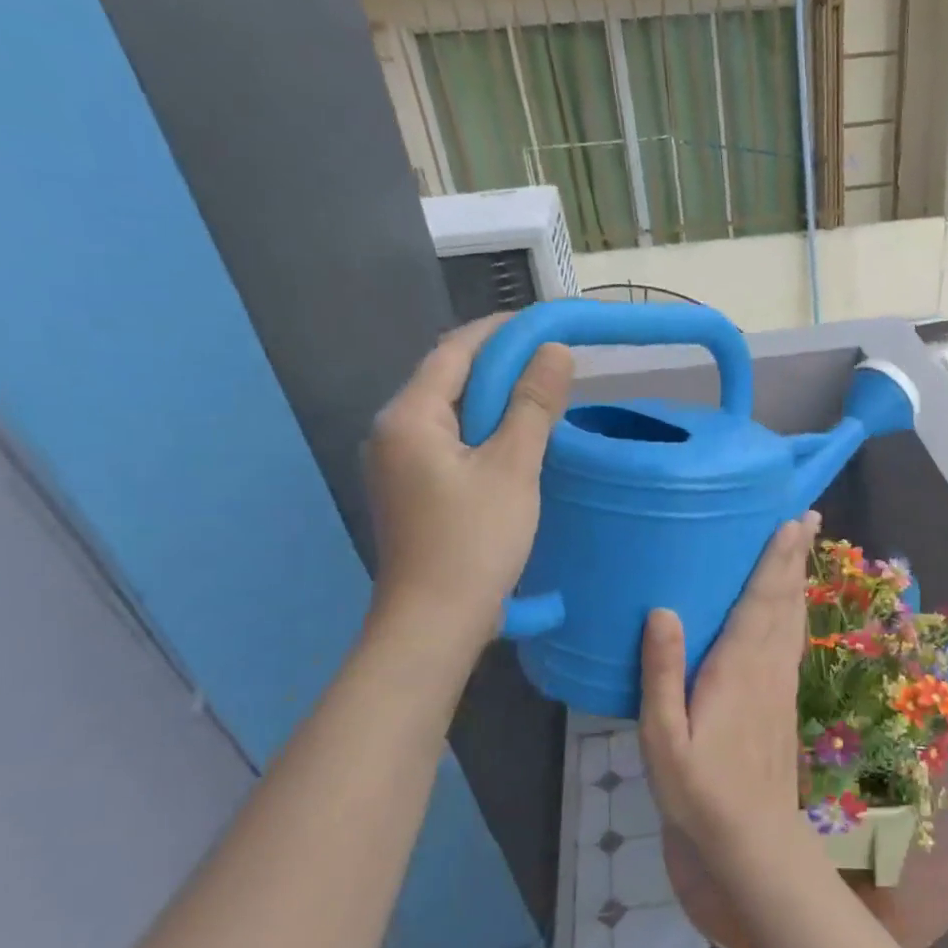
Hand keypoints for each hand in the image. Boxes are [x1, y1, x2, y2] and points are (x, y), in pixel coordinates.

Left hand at [364, 314, 572, 643]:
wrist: (434, 622)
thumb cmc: (474, 542)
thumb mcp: (513, 468)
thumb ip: (533, 406)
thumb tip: (554, 352)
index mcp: (409, 417)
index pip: (456, 352)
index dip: (501, 332)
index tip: (545, 324)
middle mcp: (392, 431)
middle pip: (449, 379)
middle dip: (500, 364)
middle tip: (552, 362)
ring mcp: (397, 464)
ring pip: (451, 413)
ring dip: (495, 399)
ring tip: (541, 398)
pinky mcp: (411, 491)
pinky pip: (449, 442)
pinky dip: (484, 431)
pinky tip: (515, 442)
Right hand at [638, 512, 822, 882]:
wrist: (752, 840)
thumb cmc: (699, 791)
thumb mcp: (663, 739)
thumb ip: (662, 675)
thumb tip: (663, 611)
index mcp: (737, 669)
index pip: (761, 602)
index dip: (775, 560)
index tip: (790, 522)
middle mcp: (767, 668)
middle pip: (785, 601)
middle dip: (795, 558)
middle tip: (809, 517)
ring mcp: (781, 685)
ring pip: (794, 619)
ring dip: (799, 579)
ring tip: (805, 548)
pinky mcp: (784, 701)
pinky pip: (793, 642)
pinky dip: (795, 612)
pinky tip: (793, 608)